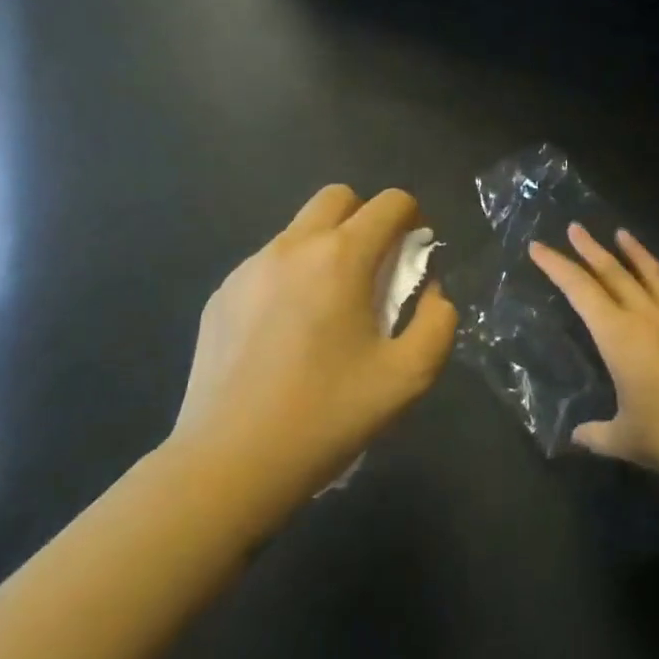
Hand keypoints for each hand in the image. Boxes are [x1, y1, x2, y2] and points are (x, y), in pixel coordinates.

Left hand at [170, 185, 457, 525]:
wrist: (231, 460)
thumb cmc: (326, 415)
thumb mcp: (407, 377)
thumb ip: (437, 323)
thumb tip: (432, 292)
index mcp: (341, 258)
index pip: (389, 203)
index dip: (412, 218)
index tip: (414, 253)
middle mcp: (292, 247)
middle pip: (338, 198)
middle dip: (366, 218)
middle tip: (374, 270)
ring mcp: (249, 268)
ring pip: (299, 229)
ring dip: (326, 248)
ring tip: (328, 308)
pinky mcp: (221, 294)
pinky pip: (267, 264)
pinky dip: (290, 276)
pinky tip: (286, 333)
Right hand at [529, 224, 658, 519]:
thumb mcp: (625, 441)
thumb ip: (595, 434)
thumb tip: (576, 436)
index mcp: (619, 337)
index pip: (579, 290)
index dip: (556, 266)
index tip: (538, 247)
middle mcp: (650, 316)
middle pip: (614, 272)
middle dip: (590, 249)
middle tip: (575, 227)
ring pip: (655, 273)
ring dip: (635, 251)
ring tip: (621, 233)